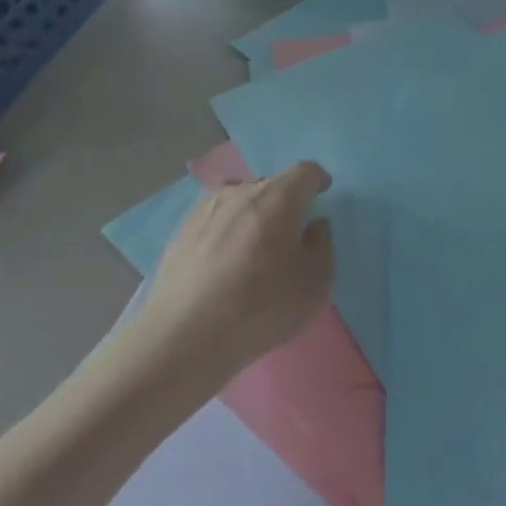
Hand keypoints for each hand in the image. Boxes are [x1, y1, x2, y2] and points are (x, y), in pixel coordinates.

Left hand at [139, 162, 335, 378]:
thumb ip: (322, 245)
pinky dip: (227, 231)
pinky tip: (223, 261)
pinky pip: (216, 220)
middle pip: (271, 185)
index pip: (305, 172)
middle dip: (285, 202)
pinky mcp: (182, 229)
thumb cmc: (261, 305)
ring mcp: (207, 208)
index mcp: (279, 197)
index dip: (317, 180)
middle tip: (289, 233)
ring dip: (253, 215)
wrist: (185, 332)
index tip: (322, 192)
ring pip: (240, 200)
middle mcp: (242, 191)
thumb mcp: (315, 283)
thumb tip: (313, 226)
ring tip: (254, 247)